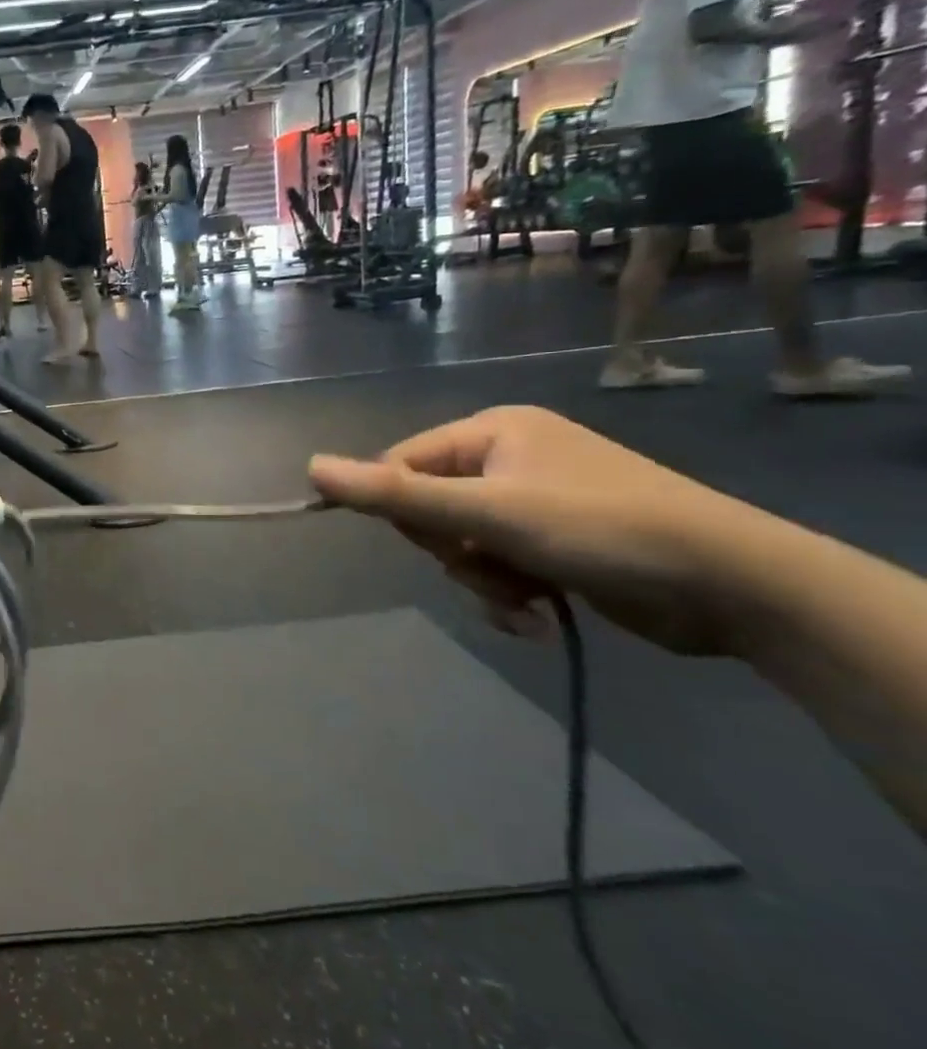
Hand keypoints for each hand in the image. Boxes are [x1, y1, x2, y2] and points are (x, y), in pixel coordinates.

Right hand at [308, 406, 758, 655]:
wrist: (739, 587)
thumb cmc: (602, 529)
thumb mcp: (488, 512)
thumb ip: (394, 493)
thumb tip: (311, 468)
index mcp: (491, 432)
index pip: (402, 465)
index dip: (403, 509)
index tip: (438, 541)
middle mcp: (510, 458)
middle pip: (430, 507)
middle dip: (453, 550)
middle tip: (491, 567)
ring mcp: (535, 501)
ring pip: (462, 544)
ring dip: (482, 580)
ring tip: (523, 600)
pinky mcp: (557, 543)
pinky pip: (498, 566)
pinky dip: (507, 595)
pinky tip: (536, 616)